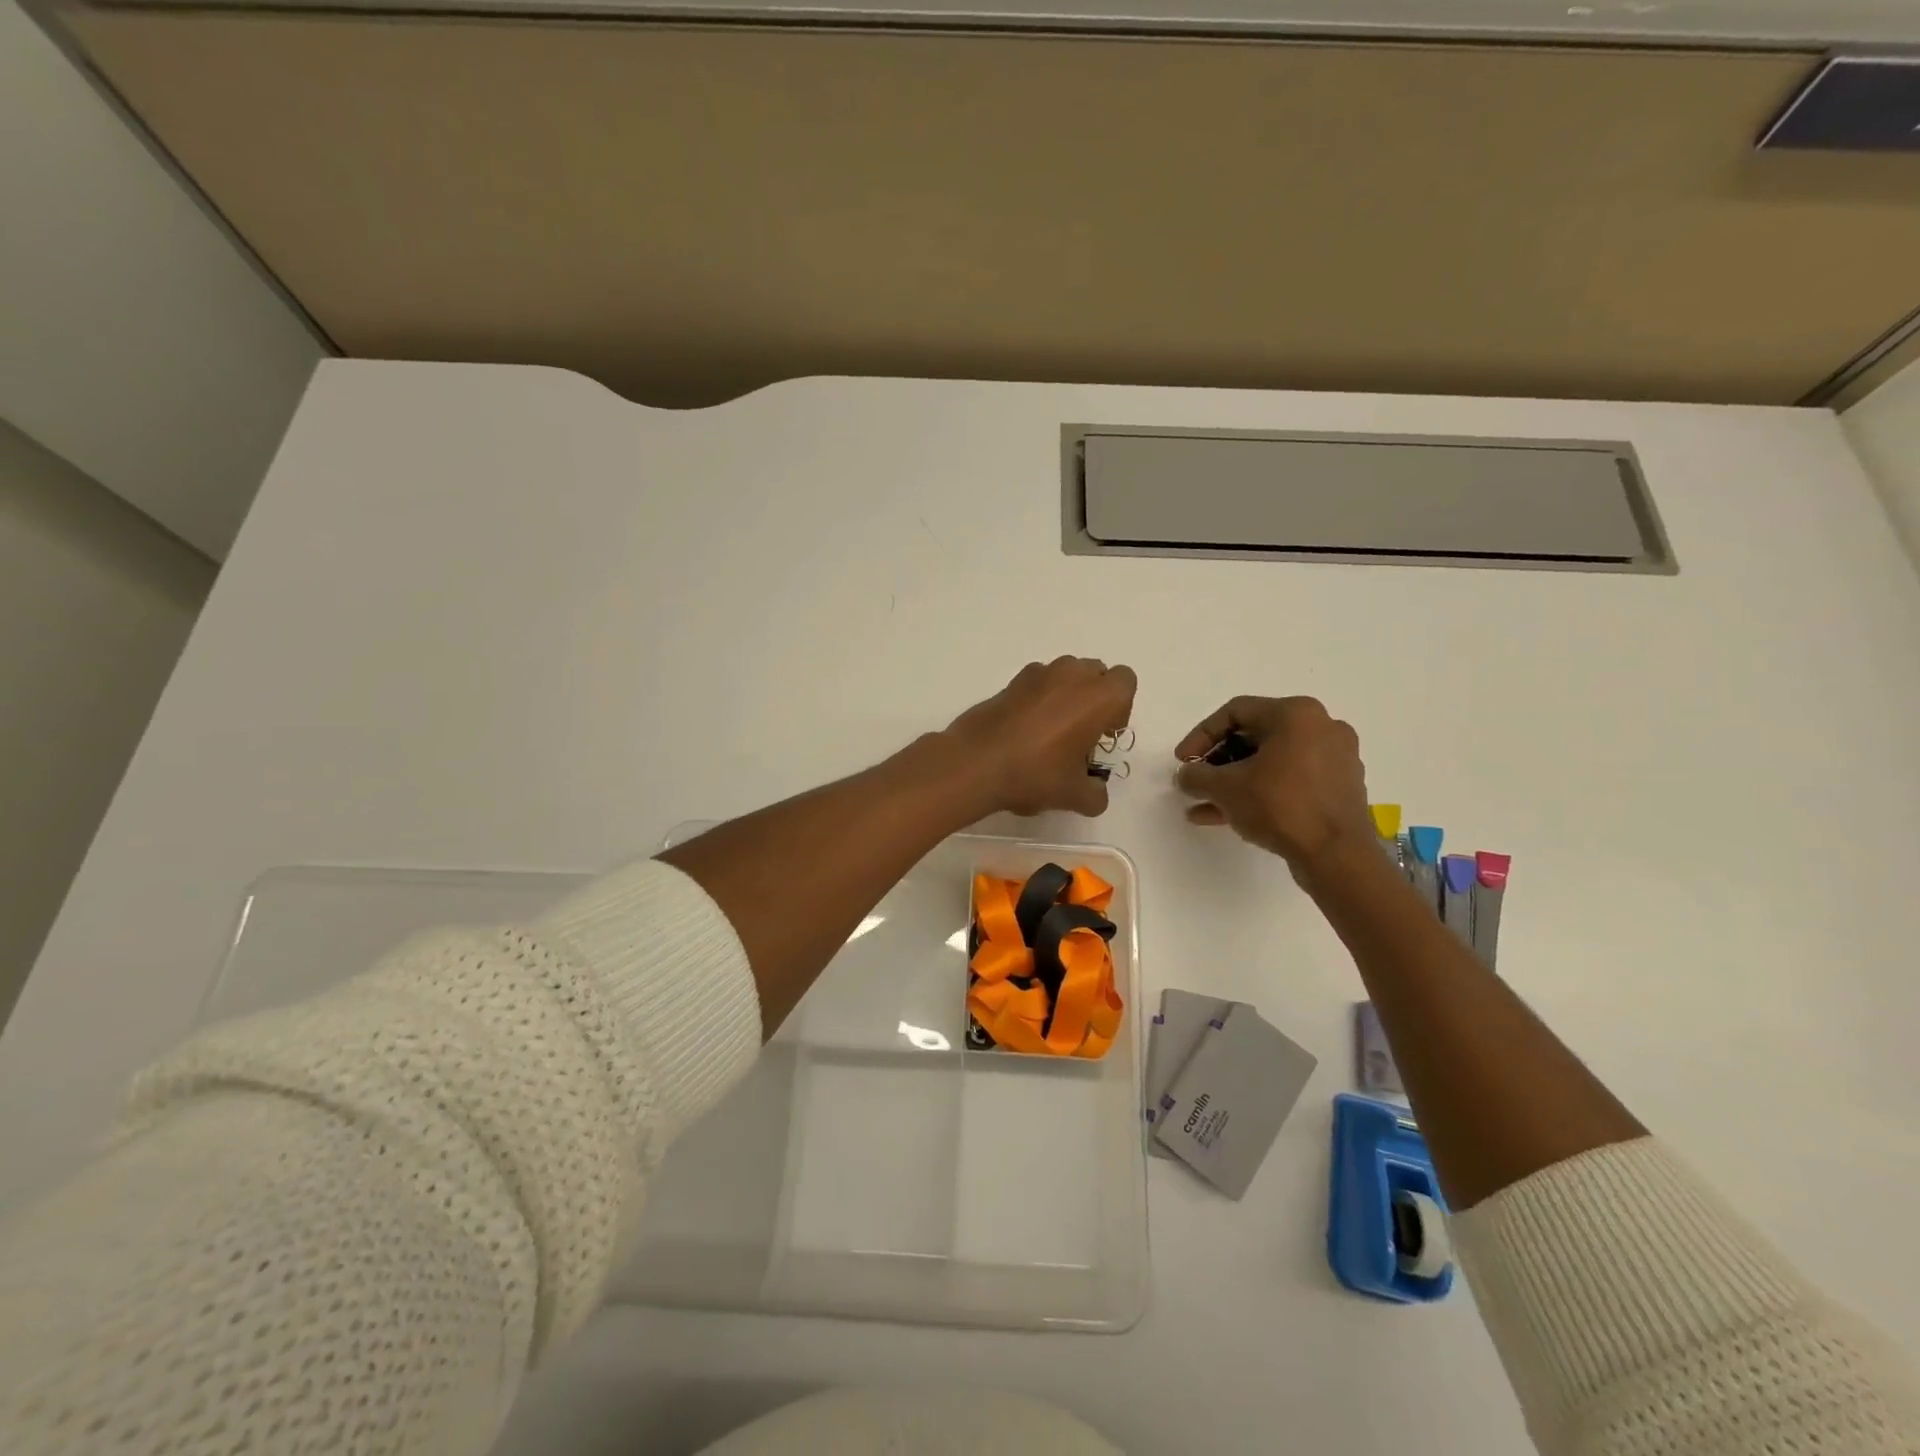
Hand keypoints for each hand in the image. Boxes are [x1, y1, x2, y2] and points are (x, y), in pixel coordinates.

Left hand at [943, 657, 1137, 816]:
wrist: (975, 763)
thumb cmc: (1035, 773)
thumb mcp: (1073, 795)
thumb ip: (1095, 794)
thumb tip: (1096, 794)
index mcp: (1097, 697)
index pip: (1125, 682)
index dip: (1120, 708)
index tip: (1103, 735)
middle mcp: (1071, 675)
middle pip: (1096, 673)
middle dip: (1094, 698)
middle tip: (1081, 734)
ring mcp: (1038, 674)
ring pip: (1065, 674)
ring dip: (1067, 695)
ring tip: (1052, 732)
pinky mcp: (1010, 682)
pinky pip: (1037, 682)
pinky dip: (1039, 698)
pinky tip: (1026, 730)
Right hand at [1173, 696, 1374, 873]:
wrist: (1337, 856)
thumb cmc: (1280, 806)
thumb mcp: (1225, 788)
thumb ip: (1196, 776)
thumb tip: (1186, 775)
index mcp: (1295, 714)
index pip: (1235, 712)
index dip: (1201, 736)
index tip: (1183, 762)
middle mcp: (1321, 727)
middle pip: (1254, 736)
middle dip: (1218, 762)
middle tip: (1196, 782)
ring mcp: (1335, 758)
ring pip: (1271, 762)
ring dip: (1235, 781)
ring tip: (1205, 805)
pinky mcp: (1339, 787)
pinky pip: (1290, 780)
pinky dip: (1261, 792)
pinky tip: (1231, 816)